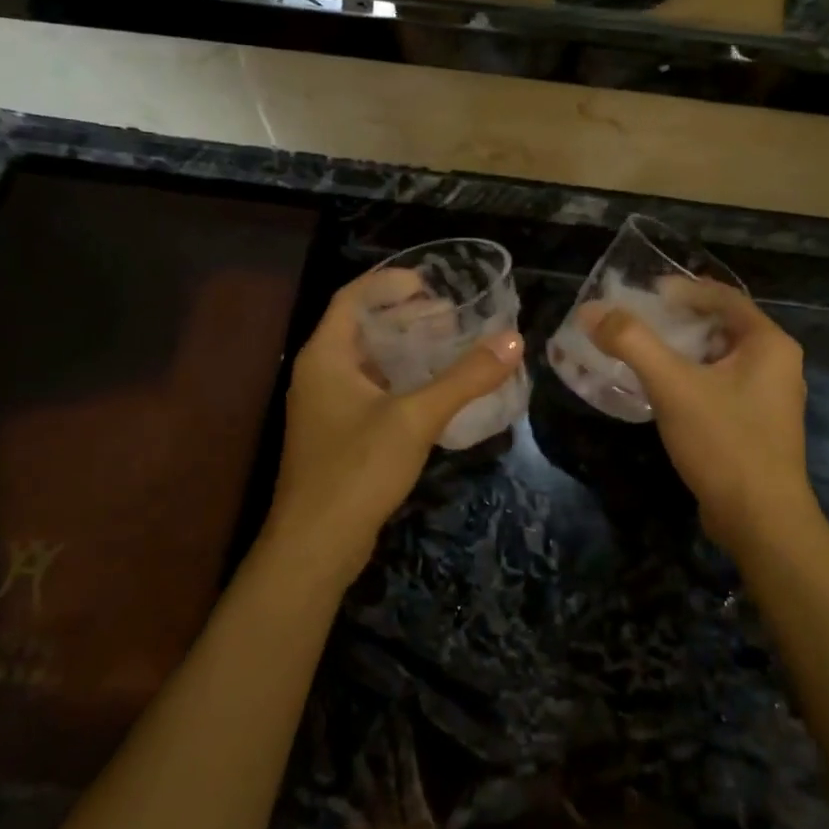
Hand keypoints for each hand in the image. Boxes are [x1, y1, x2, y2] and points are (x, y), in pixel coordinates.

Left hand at [263, 271, 525, 587]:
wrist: (315, 546)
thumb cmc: (357, 470)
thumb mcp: (416, 418)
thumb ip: (464, 378)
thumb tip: (513, 340)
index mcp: (325, 356)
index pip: (352, 298)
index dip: (389, 283)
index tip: (430, 282)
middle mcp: (320, 374)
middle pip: (362, 328)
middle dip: (405, 316)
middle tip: (451, 315)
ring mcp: (326, 407)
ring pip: (368, 362)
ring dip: (405, 349)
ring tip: (449, 345)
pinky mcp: (338, 435)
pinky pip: (371, 391)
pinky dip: (401, 380)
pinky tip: (434, 390)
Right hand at [587, 281, 813, 551]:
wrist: (761, 521)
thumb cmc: (724, 442)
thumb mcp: (672, 385)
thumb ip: (631, 342)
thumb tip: (591, 311)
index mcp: (770, 343)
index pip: (724, 297)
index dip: (683, 289)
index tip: (645, 292)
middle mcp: (777, 364)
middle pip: (722, 326)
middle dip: (679, 321)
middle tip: (638, 321)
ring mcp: (770, 397)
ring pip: (720, 359)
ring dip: (682, 352)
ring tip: (643, 352)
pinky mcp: (757, 425)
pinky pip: (720, 386)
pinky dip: (691, 379)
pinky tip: (662, 391)